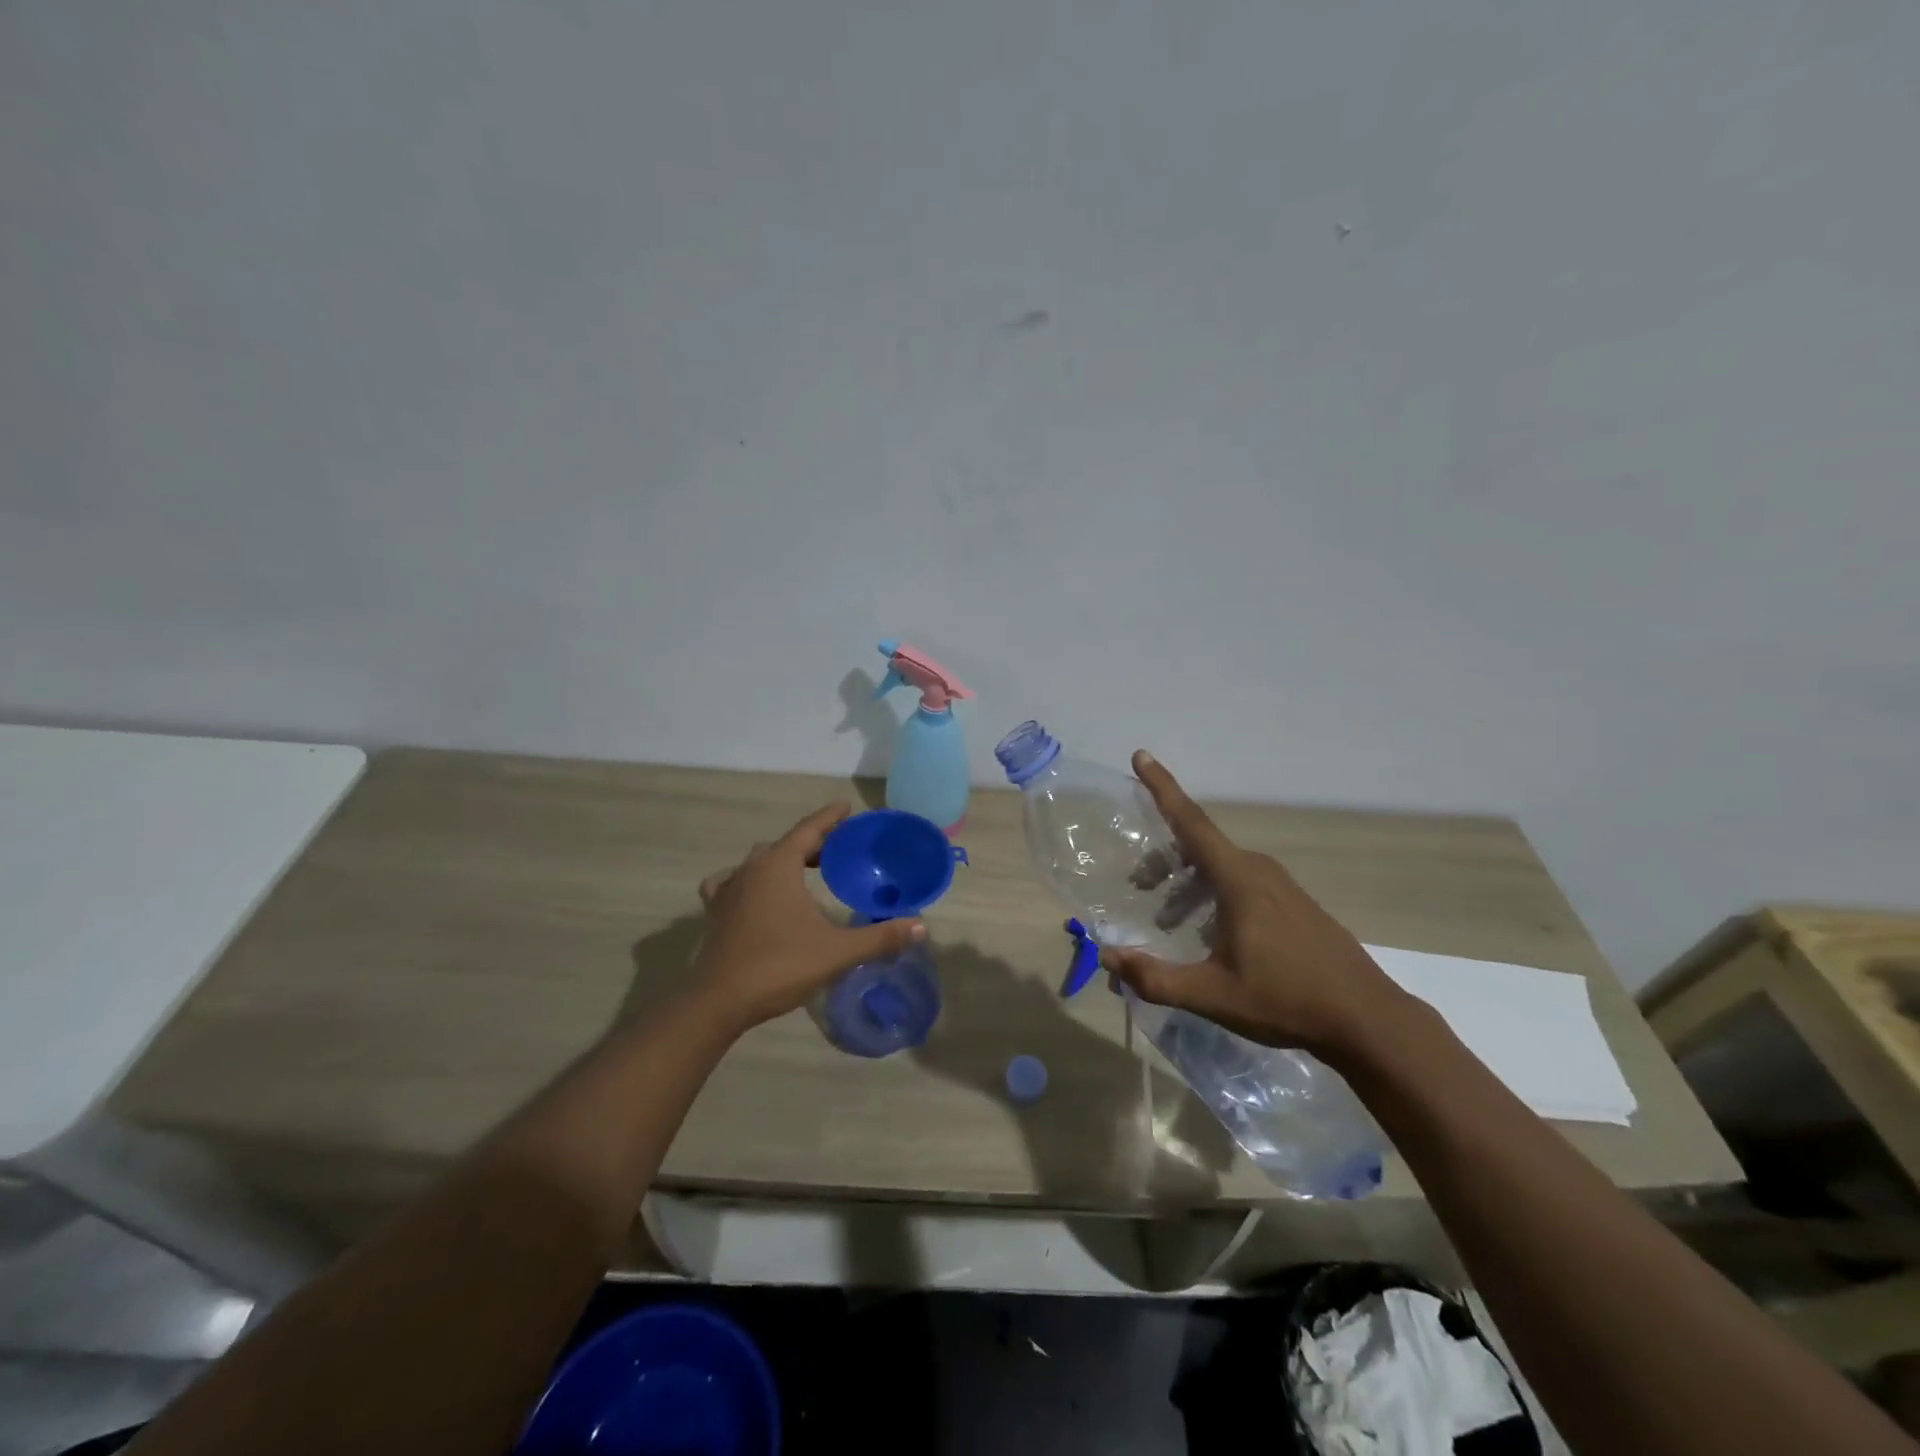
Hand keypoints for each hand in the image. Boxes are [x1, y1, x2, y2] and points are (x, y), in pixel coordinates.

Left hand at [693, 803, 926, 1030]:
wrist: (719, 1001)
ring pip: (759, 862)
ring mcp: (728, 890)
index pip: (809, 829)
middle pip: (786, 844)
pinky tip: (755, 895)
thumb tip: (921, 926)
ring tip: (803, 872)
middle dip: (812, 843)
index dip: (830, 818)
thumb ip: (880, 938)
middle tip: (838, 851)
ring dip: (782, 860)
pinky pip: (732, 883)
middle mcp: (751, 869)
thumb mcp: (837, 952)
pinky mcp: (716, 912)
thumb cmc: (779, 966)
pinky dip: (748, 881)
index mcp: (778, 866)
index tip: (847, 807)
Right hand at [1100, 751, 1409, 1056]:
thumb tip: (1107, 957)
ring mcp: (1282, 886)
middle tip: (1140, 886)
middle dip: (1165, 859)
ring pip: (1221, 867)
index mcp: (1238, 880)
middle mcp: (1259, 871)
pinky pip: (1242, 882)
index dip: (1162, 787)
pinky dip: (1213, 893)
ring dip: (1188, 883)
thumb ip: (1156, 977)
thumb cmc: (1286, 1000)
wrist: (1367, 1020)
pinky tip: (1211, 934)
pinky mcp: (1295, 904)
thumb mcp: (1213, 995)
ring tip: (1169, 919)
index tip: (1141, 755)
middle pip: (1200, 846)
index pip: (1191, 822)